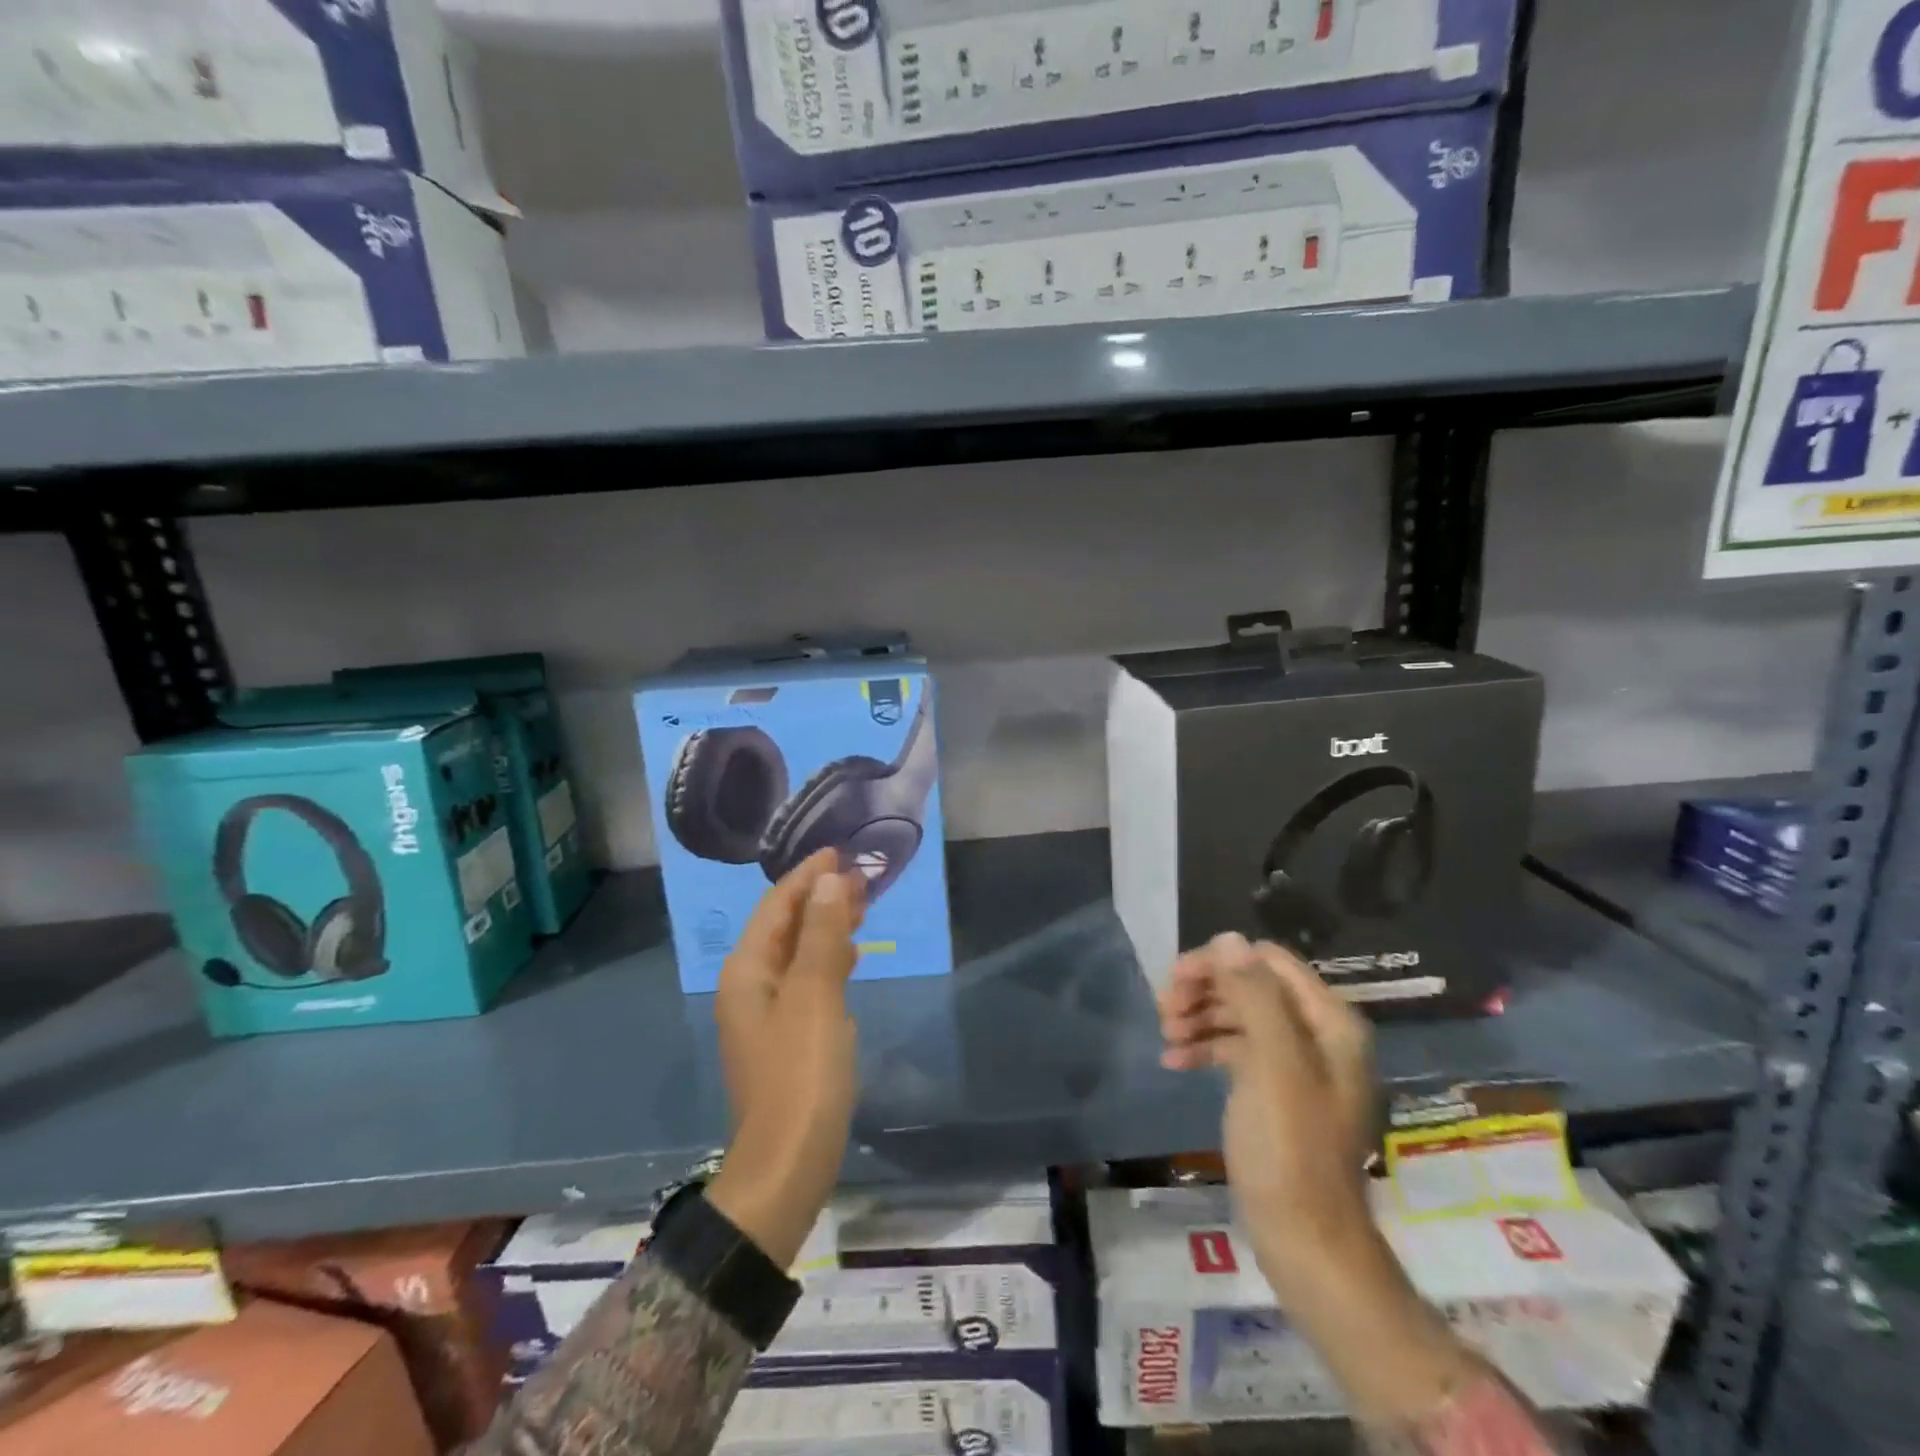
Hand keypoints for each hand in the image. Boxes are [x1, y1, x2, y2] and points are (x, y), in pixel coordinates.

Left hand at [705, 849, 866, 1268]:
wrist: (787, 1164)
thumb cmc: (801, 1073)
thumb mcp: (815, 996)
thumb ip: (821, 935)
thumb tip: (829, 881)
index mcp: (748, 971)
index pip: (776, 906)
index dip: (807, 876)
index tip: (839, 852)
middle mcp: (750, 986)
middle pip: (785, 927)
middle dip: (819, 897)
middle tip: (859, 876)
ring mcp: (766, 1014)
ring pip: (797, 953)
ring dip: (826, 926)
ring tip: (861, 906)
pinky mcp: (786, 1037)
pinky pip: (806, 980)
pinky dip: (827, 959)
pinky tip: (849, 957)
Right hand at [1158, 933, 1374, 1285]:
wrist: (1304, 1240)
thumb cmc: (1290, 1148)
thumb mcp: (1272, 1065)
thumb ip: (1254, 997)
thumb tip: (1227, 939)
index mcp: (1330, 1022)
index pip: (1268, 961)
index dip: (1220, 962)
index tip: (1176, 980)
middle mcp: (1316, 1034)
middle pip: (1251, 985)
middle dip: (1205, 990)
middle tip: (1163, 1007)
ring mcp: (1295, 1064)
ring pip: (1239, 1016)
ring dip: (1199, 1017)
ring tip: (1165, 1035)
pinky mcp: (1274, 1090)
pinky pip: (1236, 1050)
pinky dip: (1204, 1048)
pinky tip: (1173, 1061)